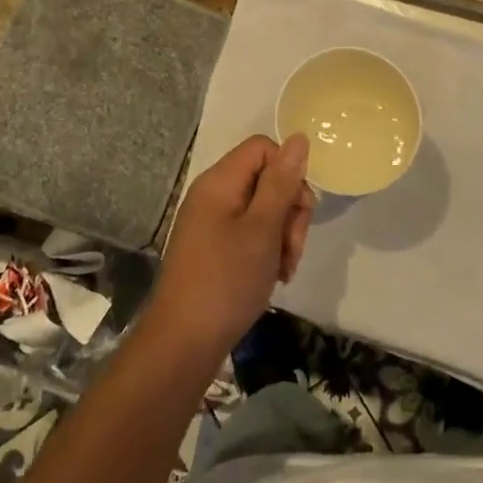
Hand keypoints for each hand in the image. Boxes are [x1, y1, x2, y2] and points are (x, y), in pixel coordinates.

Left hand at [146, 135, 312, 361]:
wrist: (183, 344)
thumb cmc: (226, 281)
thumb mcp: (262, 229)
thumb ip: (281, 182)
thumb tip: (299, 138)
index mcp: (220, 181)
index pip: (264, 148)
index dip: (288, 172)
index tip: (299, 210)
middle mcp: (213, 195)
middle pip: (266, 179)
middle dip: (290, 210)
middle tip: (293, 247)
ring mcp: (211, 223)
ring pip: (263, 210)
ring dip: (283, 235)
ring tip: (284, 268)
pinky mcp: (214, 248)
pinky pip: (250, 233)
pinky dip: (267, 250)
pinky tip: (274, 276)